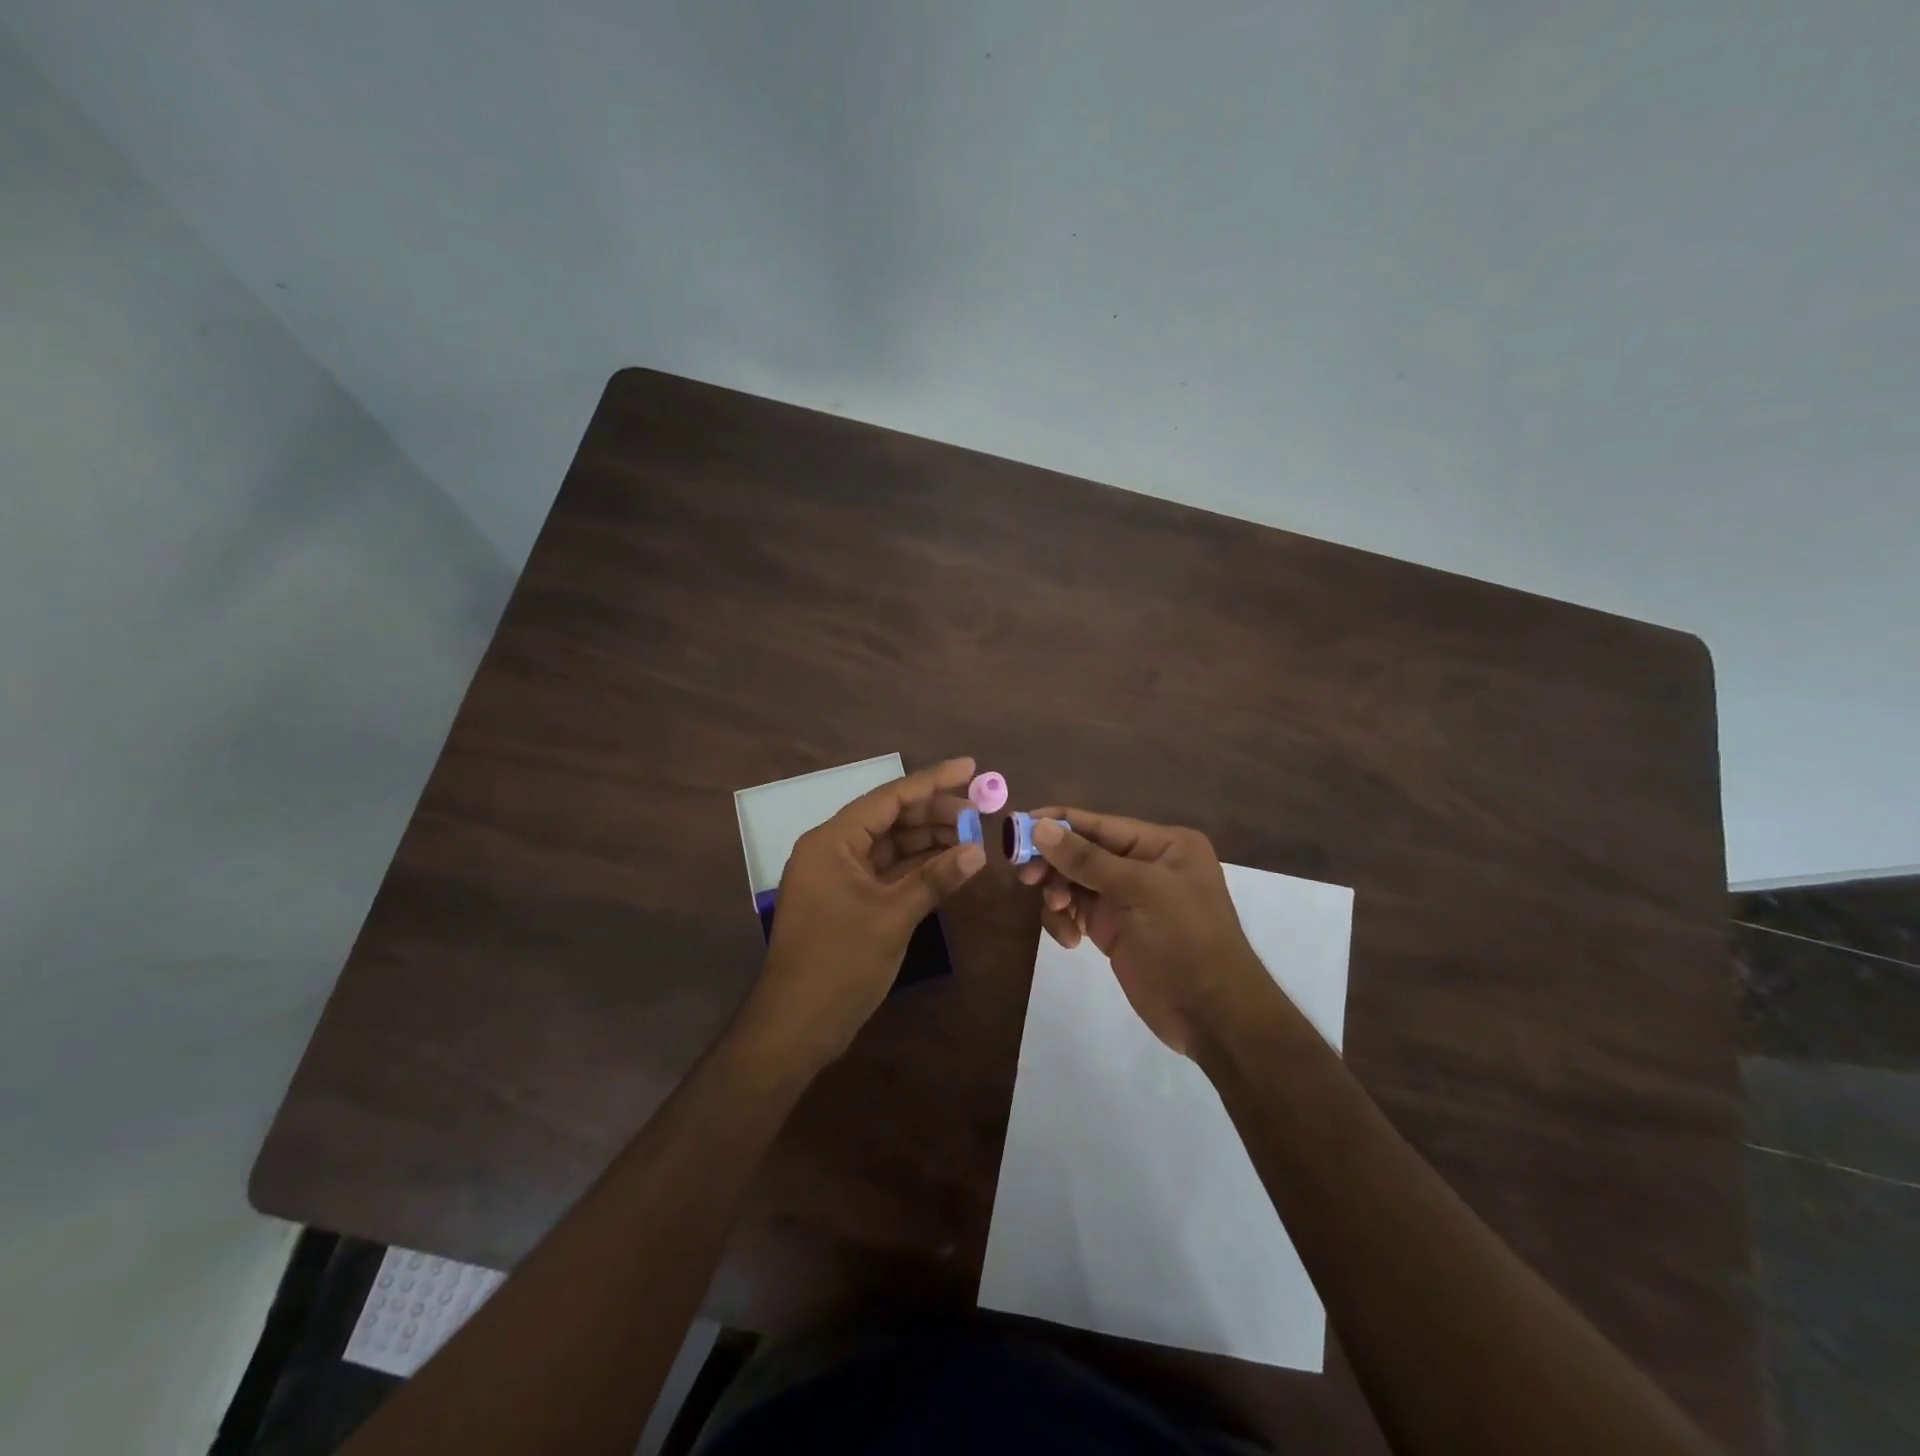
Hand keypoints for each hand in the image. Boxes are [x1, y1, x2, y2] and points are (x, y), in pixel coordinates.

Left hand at [740, 757, 986, 1071]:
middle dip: (935, 814)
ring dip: (929, 841)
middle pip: (890, 819)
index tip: (970, 767)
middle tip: (981, 812)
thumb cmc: (840, 962)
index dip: (932, 781)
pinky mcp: (848, 900)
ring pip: (890, 845)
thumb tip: (978, 851)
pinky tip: (950, 863)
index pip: (888, 798)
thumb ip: (936, 878)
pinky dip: (917, 867)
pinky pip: (887, 871)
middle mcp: (832, 850)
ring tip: (972, 837)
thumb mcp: (892, 916)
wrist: (797, 1025)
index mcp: (832, 841)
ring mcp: (839, 877)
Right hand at [1017, 808, 1274, 1057]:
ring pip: (1074, 882)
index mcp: (1162, 844)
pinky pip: (1076, 911)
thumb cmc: (1185, 940)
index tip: (1016, 828)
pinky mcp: (1113, 928)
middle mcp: (1143, 864)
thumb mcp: (1139, 891)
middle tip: (1025, 877)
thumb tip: (1040, 827)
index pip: (1099, 824)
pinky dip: (1065, 921)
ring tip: (1059, 912)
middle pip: (1082, 851)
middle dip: (1054, 863)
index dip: (1057, 824)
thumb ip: (1087, 859)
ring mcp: (1127, 898)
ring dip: (1058, 895)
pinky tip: (1070, 941)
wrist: (1213, 1016)